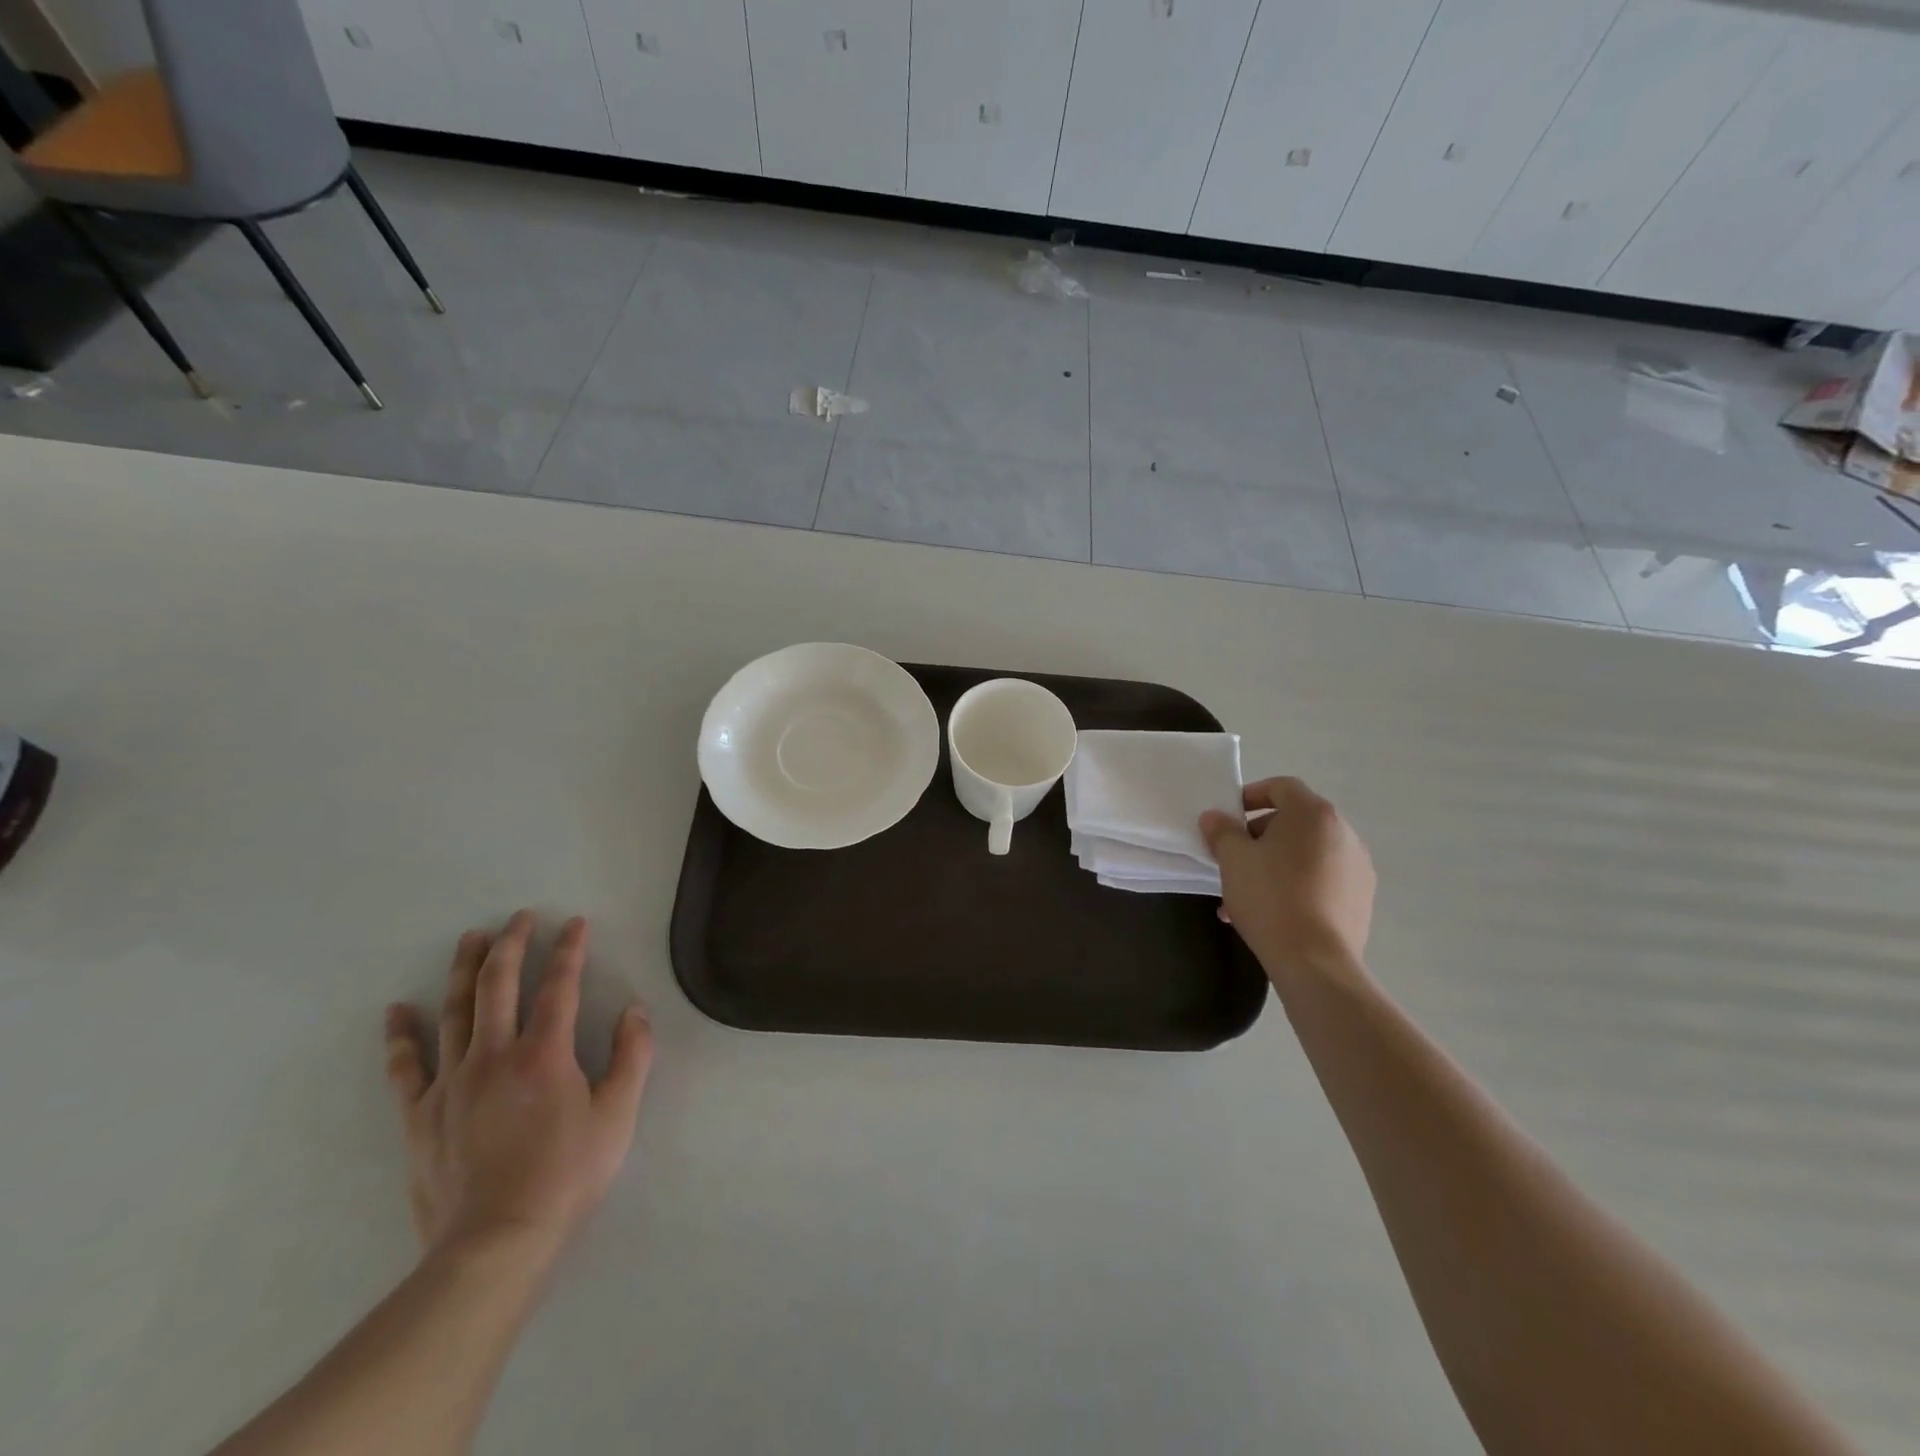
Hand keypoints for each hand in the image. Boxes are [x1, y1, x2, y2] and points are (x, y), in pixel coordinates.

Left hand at [384, 912, 653, 1261]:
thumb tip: (636, 1009)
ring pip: (454, 1012)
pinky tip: (396, 1011)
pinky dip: (400, 1036)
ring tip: (470, 938)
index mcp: (544, 1053)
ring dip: (463, 970)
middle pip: (498, 985)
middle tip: (520, 917)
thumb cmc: (567, 1175)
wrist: (496, 1243)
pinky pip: (406, 1067)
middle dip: (512, 944)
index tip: (576, 923)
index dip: (570, 950)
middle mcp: (494, 1055)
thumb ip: (632, 1056)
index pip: (559, 986)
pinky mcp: (420, 1114)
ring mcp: (452, 1083)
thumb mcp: (618, 1115)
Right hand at [1200, 777, 1375, 982]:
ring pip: (1306, 853)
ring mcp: (1358, 867)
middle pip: (1295, 821)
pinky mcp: (1361, 898)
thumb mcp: (1233, 859)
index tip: (1229, 817)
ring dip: (1276, 863)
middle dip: (1260, 834)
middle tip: (1234, 857)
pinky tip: (1272, 912)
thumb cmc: (1270, 897)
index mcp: (1314, 814)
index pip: (1281, 787)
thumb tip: (1214, 817)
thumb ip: (1221, 831)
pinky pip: (1322, 879)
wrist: (1315, 962)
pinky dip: (1296, 884)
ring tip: (1247, 892)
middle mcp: (1343, 833)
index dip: (1251, 795)